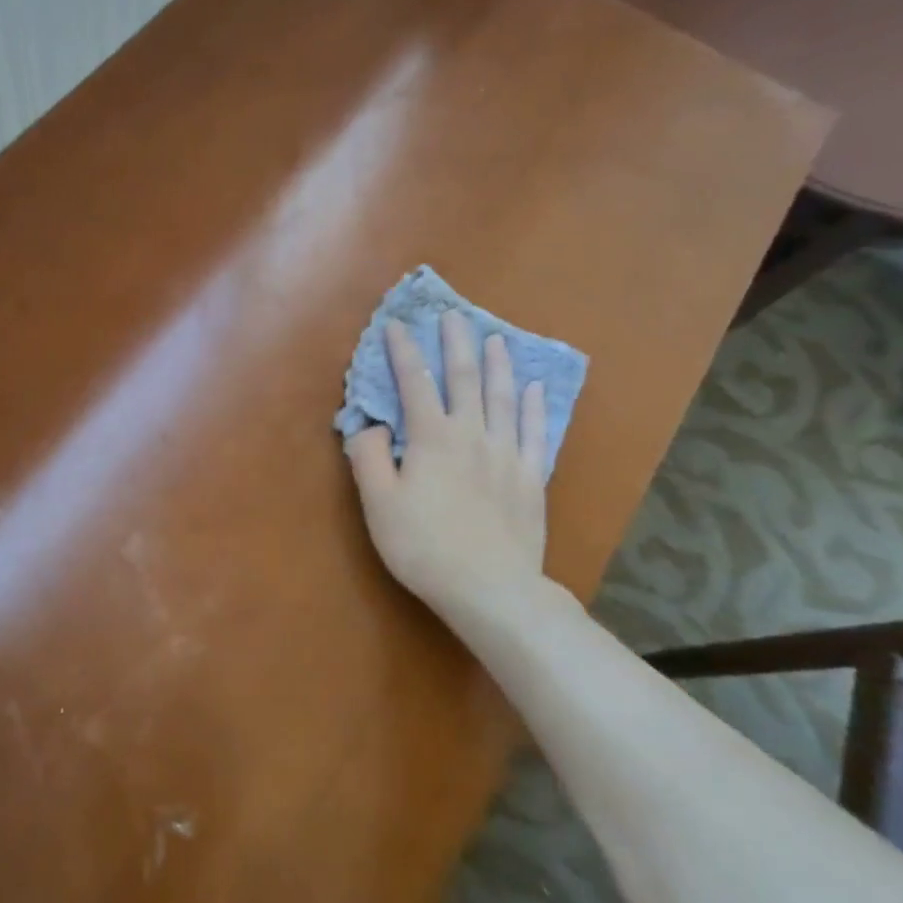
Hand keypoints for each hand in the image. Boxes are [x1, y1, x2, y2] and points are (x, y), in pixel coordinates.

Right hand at [346, 312, 548, 622]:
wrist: (490, 588)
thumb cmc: (424, 546)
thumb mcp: (379, 504)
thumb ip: (369, 458)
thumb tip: (368, 424)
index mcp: (432, 438)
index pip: (414, 383)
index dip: (403, 352)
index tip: (395, 325)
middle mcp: (472, 434)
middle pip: (464, 378)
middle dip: (456, 343)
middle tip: (453, 315)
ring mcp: (507, 454)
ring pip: (503, 397)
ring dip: (498, 364)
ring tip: (496, 338)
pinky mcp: (530, 477)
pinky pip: (534, 431)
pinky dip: (534, 405)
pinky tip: (534, 388)